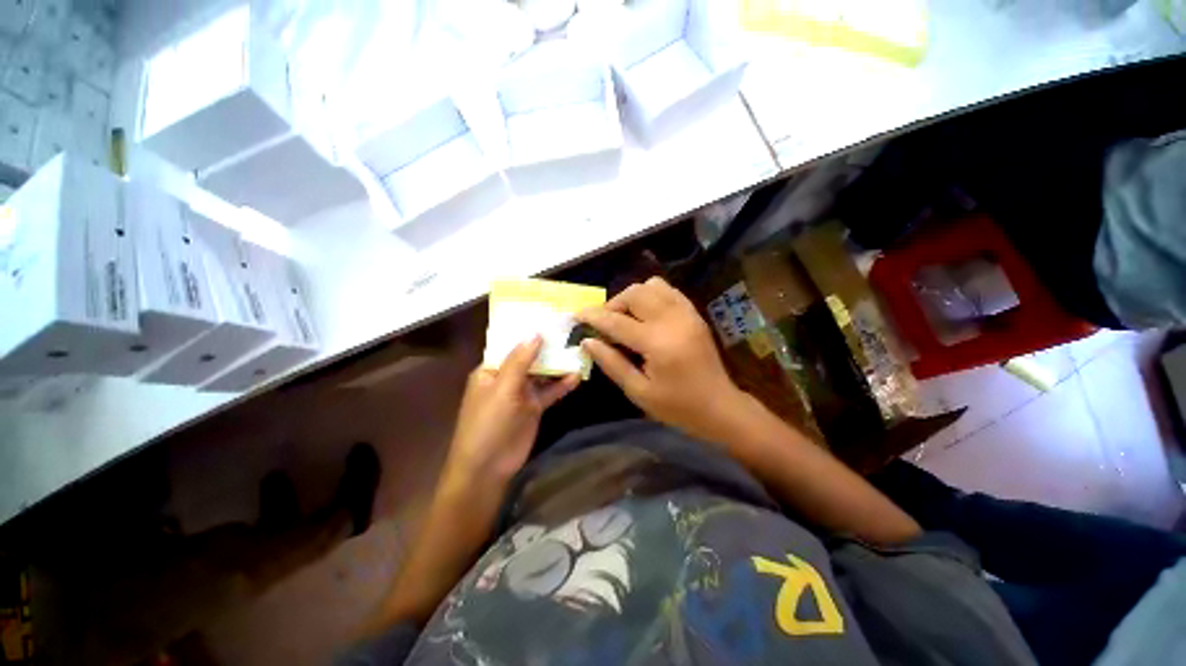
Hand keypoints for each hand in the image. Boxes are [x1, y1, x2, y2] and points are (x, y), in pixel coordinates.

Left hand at [445, 337, 578, 486]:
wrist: (488, 468)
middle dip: (548, 346)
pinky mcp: (534, 407)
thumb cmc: (488, 424)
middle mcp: (507, 378)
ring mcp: (522, 393)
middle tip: (570, 330)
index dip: (528, 332)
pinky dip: (562, 385)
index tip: (549, 317)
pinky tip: (577, 376)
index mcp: (491, 369)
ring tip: (578, 350)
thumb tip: (535, 333)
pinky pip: (550, 392)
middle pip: (530, 357)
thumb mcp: (502, 389)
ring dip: (558, 364)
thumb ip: (520, 361)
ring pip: (542, 374)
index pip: (511, 345)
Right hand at [576, 277, 753, 443]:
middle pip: (634, 294)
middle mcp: (673, 320)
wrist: (720, 407)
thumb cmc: (677, 407)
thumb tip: (587, 341)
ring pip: (651, 286)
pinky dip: (651, 296)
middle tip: (605, 324)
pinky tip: (645, 315)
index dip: (593, 317)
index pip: (616, 321)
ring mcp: (686, 314)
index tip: (576, 315)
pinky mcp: (694, 314)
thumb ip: (611, 363)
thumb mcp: (638, 392)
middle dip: (613, 304)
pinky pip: (668, 291)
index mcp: (657, 343)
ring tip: (625, 318)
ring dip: (632, 297)